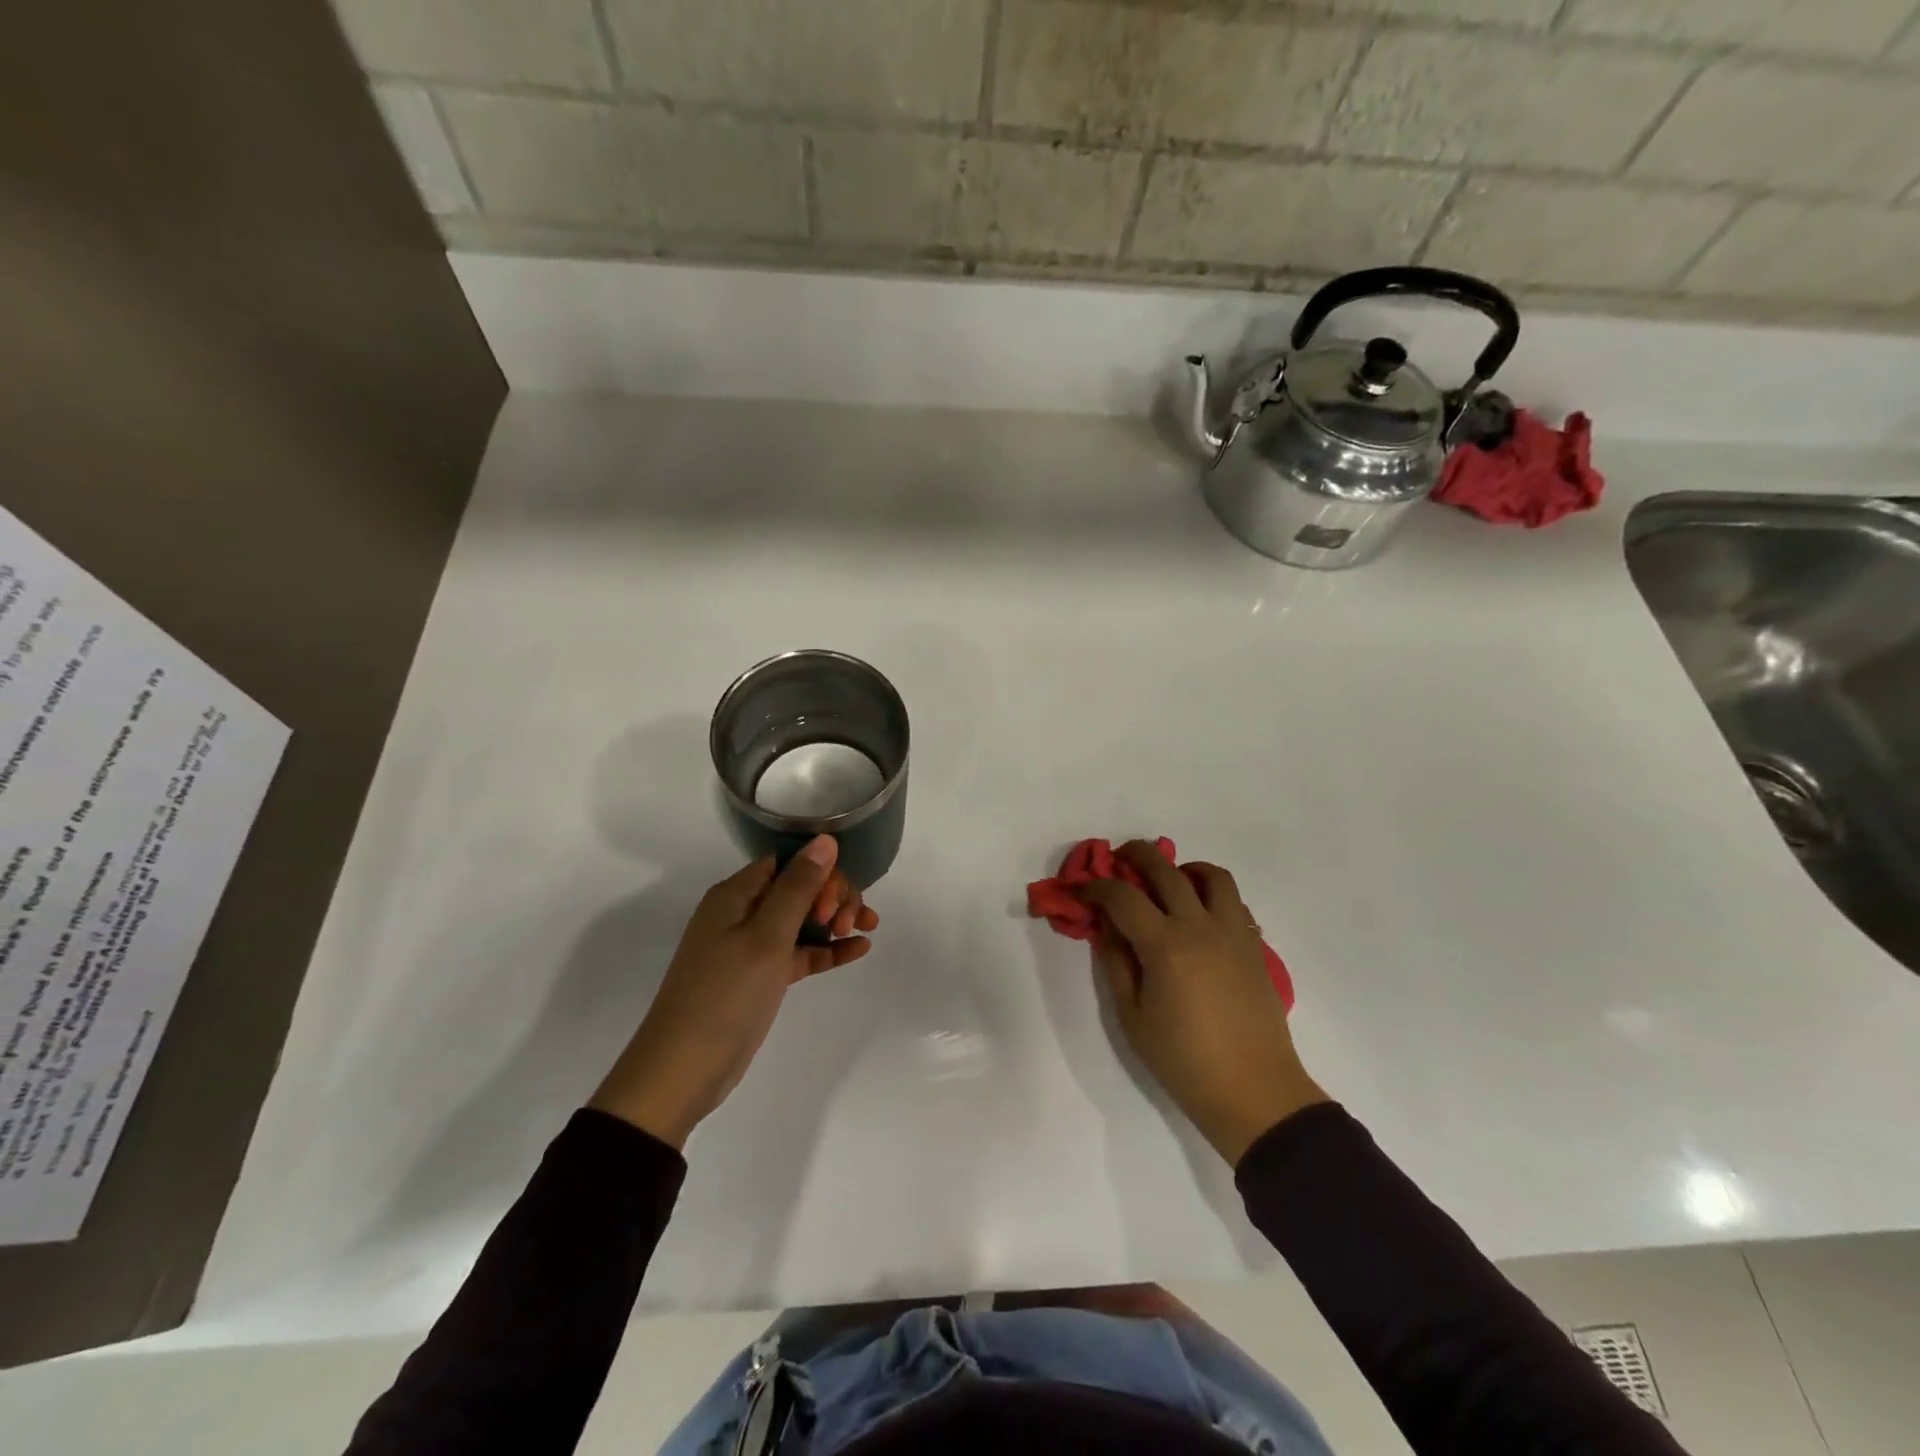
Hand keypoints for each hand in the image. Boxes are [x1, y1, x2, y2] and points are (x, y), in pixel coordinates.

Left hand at [590, 836, 876, 1148]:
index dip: (819, 872)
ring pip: (803, 920)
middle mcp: (743, 913)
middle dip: (832, 897)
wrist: (684, 1071)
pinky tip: (860, 949)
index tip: (835, 901)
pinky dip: (827, 950)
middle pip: (799, 888)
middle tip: (850, 923)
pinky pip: (800, 953)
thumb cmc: (725, 995)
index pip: (787, 863)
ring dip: (835, 921)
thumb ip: (799, 887)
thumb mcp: (767, 937)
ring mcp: (752, 947)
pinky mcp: (762, 977)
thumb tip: (825, 839)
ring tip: (865, 932)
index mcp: (736, 894)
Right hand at [1080, 841, 1326, 1165]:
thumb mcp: (1132, 1017)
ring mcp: (1233, 932)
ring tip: (1169, 883)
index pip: (1123, 896)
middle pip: (1166, 869)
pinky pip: (1234, 901)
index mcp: (1165, 946)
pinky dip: (1212, 894)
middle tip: (1119, 859)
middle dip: (1136, 855)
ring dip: (1184, 869)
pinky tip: (1199, 915)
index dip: (1096, 886)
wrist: (1254, 1092)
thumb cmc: (1184, 1061)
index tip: (1083, 890)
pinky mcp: (1255, 945)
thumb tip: (1107, 927)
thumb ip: (1116, 963)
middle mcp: (1200, 926)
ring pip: (1211, 875)